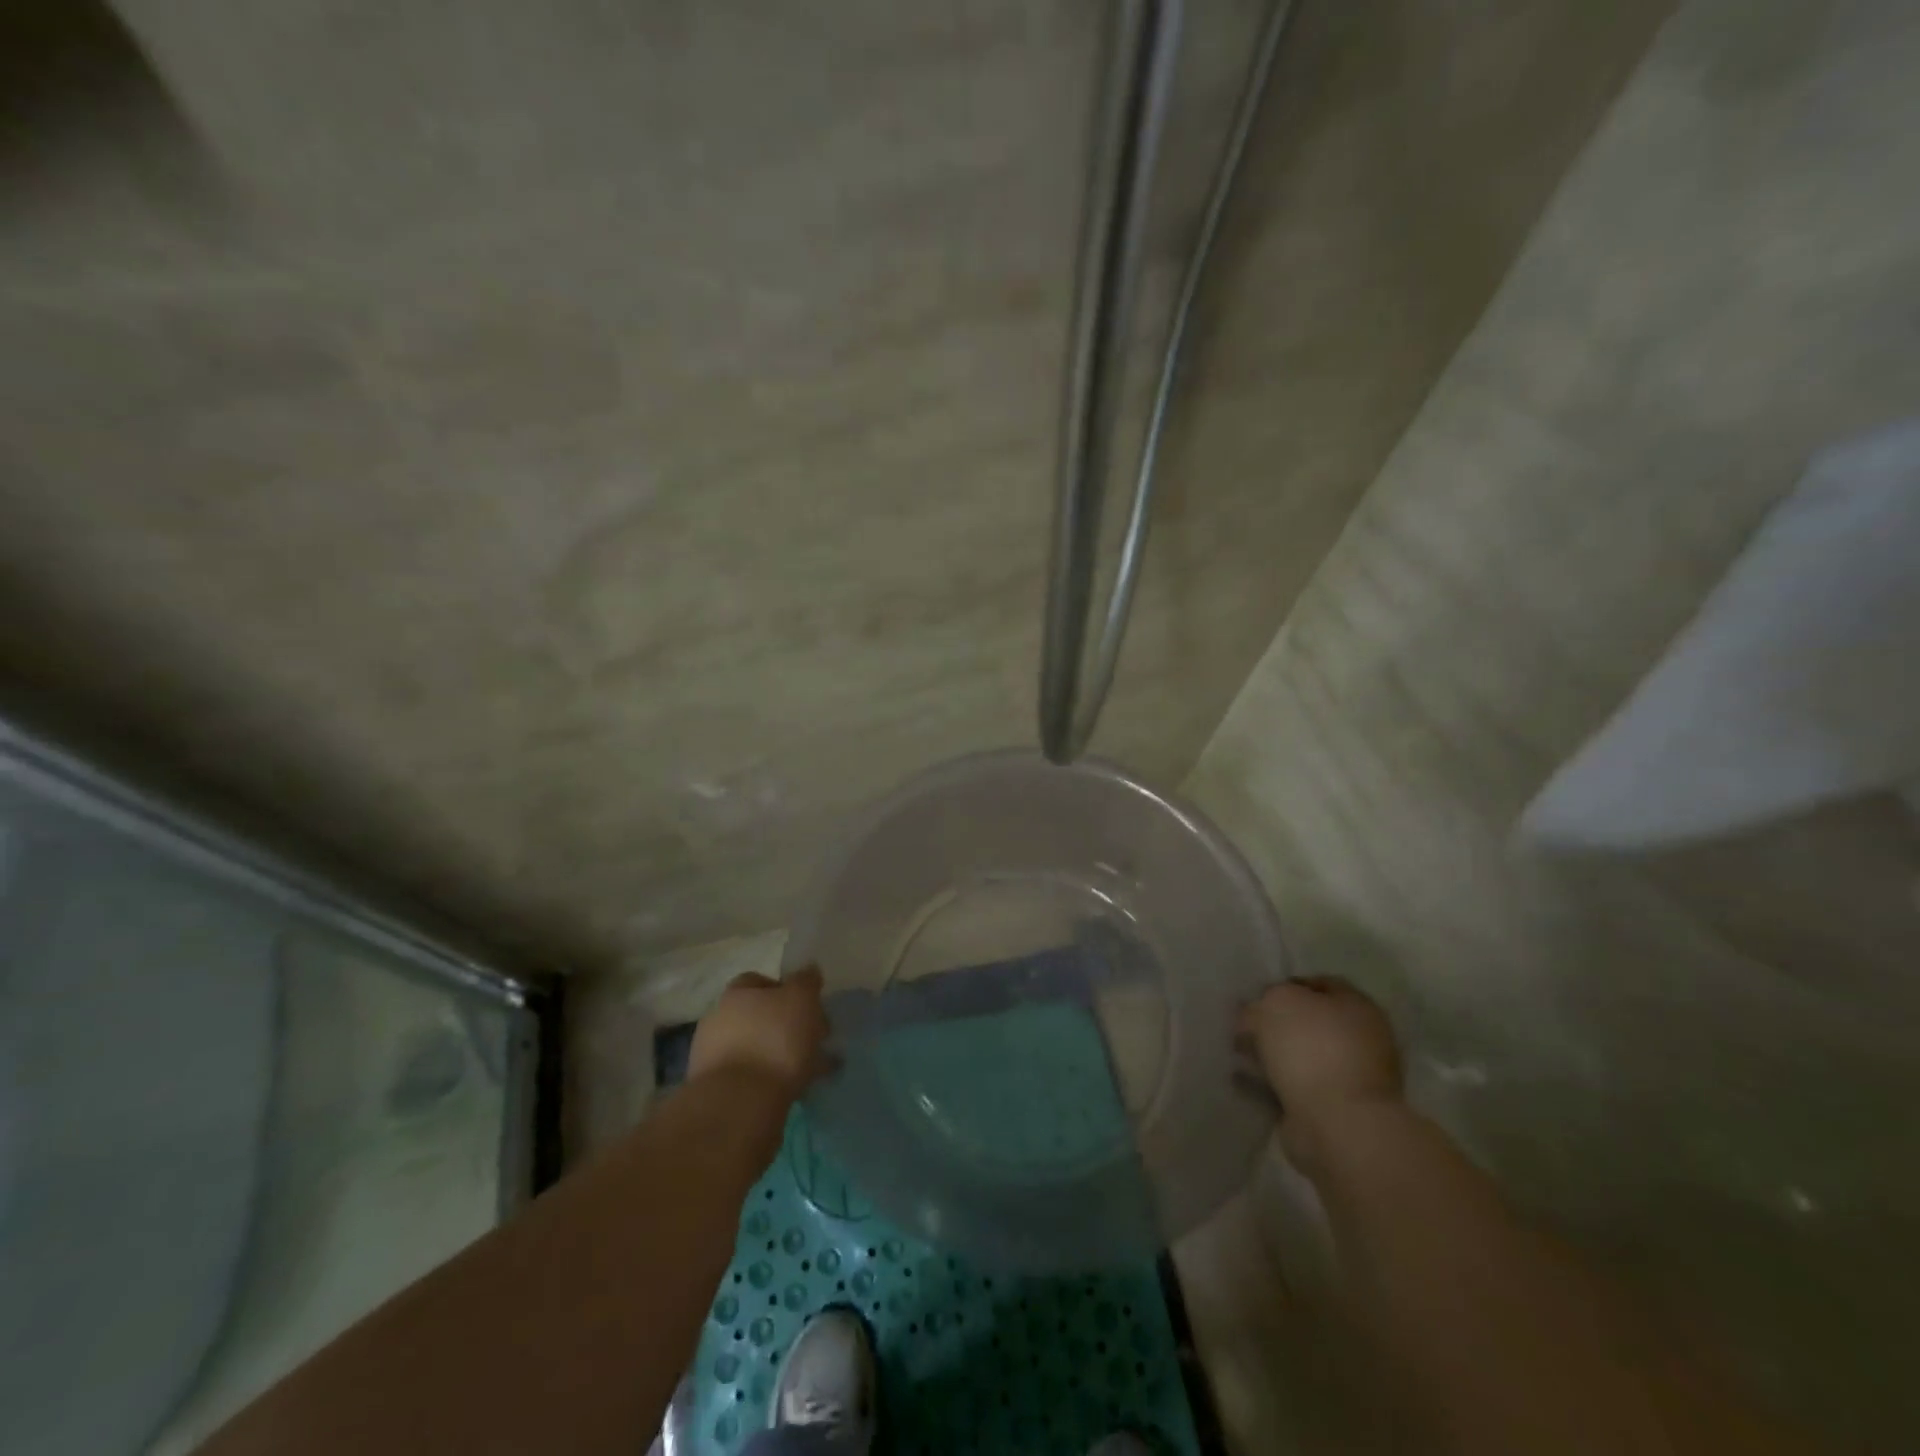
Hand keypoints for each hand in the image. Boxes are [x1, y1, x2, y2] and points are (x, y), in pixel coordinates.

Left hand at [688, 967, 830, 1096]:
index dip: (785, 990)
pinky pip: (753, 1078)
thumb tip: (808, 971)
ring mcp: (713, 1059)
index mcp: (735, 994)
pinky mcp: (718, 1093)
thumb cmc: (774, 1040)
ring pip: (757, 1049)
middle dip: (786, 1025)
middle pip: (758, 1016)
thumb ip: (806, 981)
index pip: (758, 981)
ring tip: (812, 1069)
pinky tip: (796, 1090)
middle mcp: (718, 1021)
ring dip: (780, 1055)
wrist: (739, 1105)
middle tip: (814, 1039)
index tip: (808, 1006)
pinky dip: (773, 1080)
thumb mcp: (801, 999)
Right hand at [1238, 978, 1402, 1128]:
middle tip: (1243, 1026)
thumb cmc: (1312, 1049)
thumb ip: (1265, 999)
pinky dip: (1269, 1084)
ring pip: (1300, 1056)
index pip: (1318, 984)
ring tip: (1237, 1054)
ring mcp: (1350, 1078)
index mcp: (1357, 1006)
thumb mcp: (1278, 1002)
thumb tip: (1257, 1013)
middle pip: (1308, 1022)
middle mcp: (1360, 1040)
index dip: (1284, 986)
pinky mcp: (1333, 1111)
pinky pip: (1293, 1088)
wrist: (1338, 1125)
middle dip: (1275, 1024)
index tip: (1255, 996)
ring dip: (1270, 1055)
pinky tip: (1243, 1080)